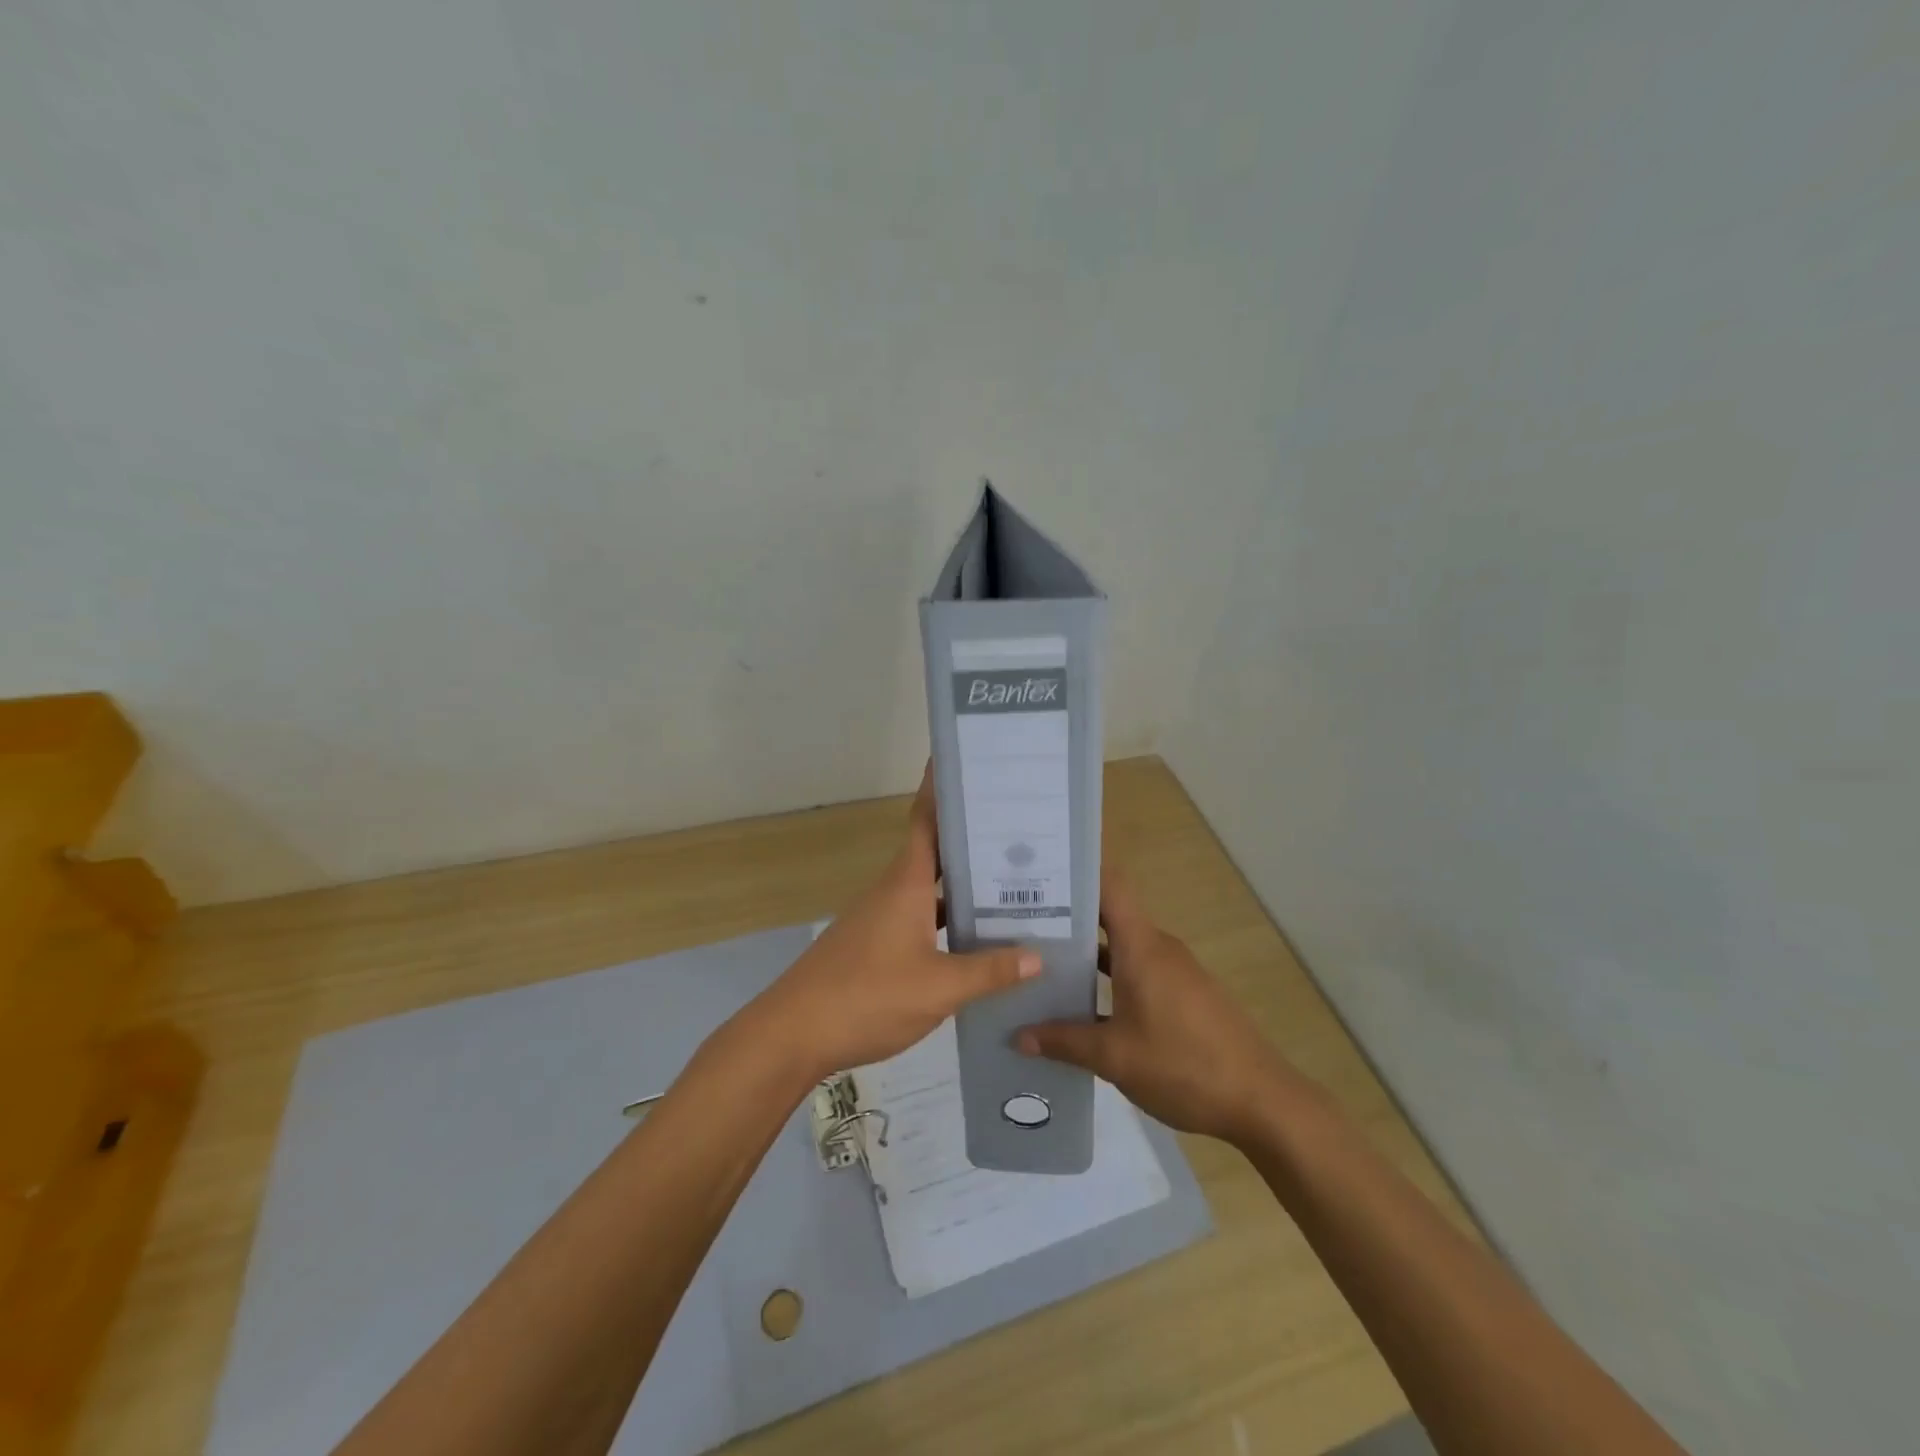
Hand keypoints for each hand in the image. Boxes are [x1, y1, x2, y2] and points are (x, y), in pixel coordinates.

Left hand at [751, 768, 1039, 1085]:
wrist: (794, 1034)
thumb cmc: (867, 996)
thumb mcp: (938, 987)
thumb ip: (989, 971)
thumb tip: (1038, 956)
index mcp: (907, 883)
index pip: (927, 820)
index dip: (942, 788)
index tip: (965, 761)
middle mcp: (893, 891)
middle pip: (936, 852)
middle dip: (972, 838)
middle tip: (1020, 828)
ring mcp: (881, 918)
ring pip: (930, 889)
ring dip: (963, 884)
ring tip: (1013, 884)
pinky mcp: (875, 945)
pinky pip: (920, 918)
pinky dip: (947, 919)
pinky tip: (974, 940)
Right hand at [1015, 867, 1298, 1145]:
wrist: (1261, 1101)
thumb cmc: (1184, 1065)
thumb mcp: (1115, 1057)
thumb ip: (1064, 1041)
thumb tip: (1019, 1035)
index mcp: (1141, 946)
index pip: (1109, 885)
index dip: (1077, 871)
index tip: (1039, 870)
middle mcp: (1158, 947)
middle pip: (1109, 915)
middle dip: (1067, 916)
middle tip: (1018, 921)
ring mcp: (1174, 970)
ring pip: (1121, 946)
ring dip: (1086, 952)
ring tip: (1040, 961)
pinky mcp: (1184, 994)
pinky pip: (1137, 969)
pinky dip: (1108, 976)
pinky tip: (1082, 1002)